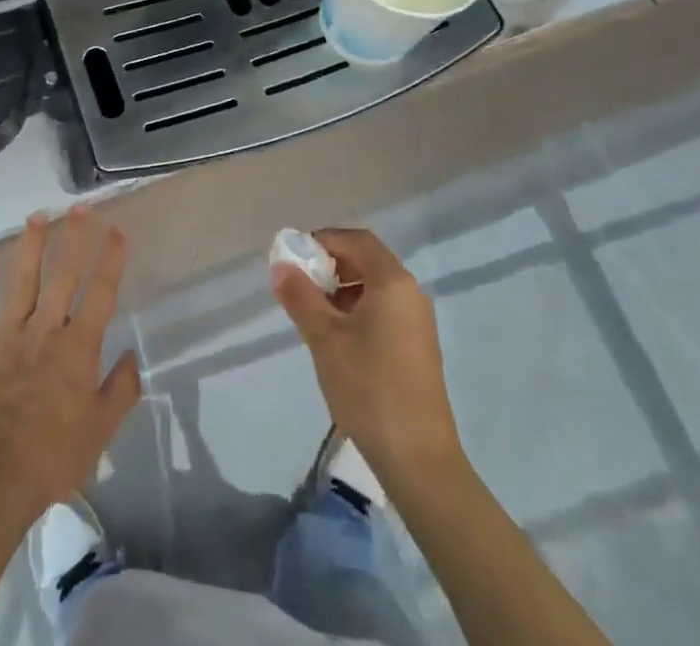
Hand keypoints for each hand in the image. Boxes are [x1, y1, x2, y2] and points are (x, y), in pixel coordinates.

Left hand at [0, 206, 140, 519]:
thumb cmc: (54, 456)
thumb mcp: (101, 430)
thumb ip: (121, 389)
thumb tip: (133, 355)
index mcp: (78, 347)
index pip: (101, 293)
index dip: (111, 259)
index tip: (118, 230)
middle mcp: (46, 330)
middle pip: (63, 275)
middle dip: (73, 237)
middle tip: (79, 207)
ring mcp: (9, 337)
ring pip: (21, 281)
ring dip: (30, 246)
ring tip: (36, 216)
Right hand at [272, 227, 462, 481]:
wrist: (419, 460)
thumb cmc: (369, 388)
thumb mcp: (325, 339)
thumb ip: (301, 297)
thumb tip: (281, 266)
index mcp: (393, 282)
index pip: (357, 239)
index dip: (325, 239)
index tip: (295, 256)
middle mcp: (410, 294)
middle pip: (368, 260)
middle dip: (332, 265)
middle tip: (301, 286)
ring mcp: (418, 322)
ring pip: (376, 288)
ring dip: (343, 290)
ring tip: (315, 316)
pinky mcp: (418, 348)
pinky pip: (385, 311)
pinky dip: (359, 311)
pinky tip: (339, 342)